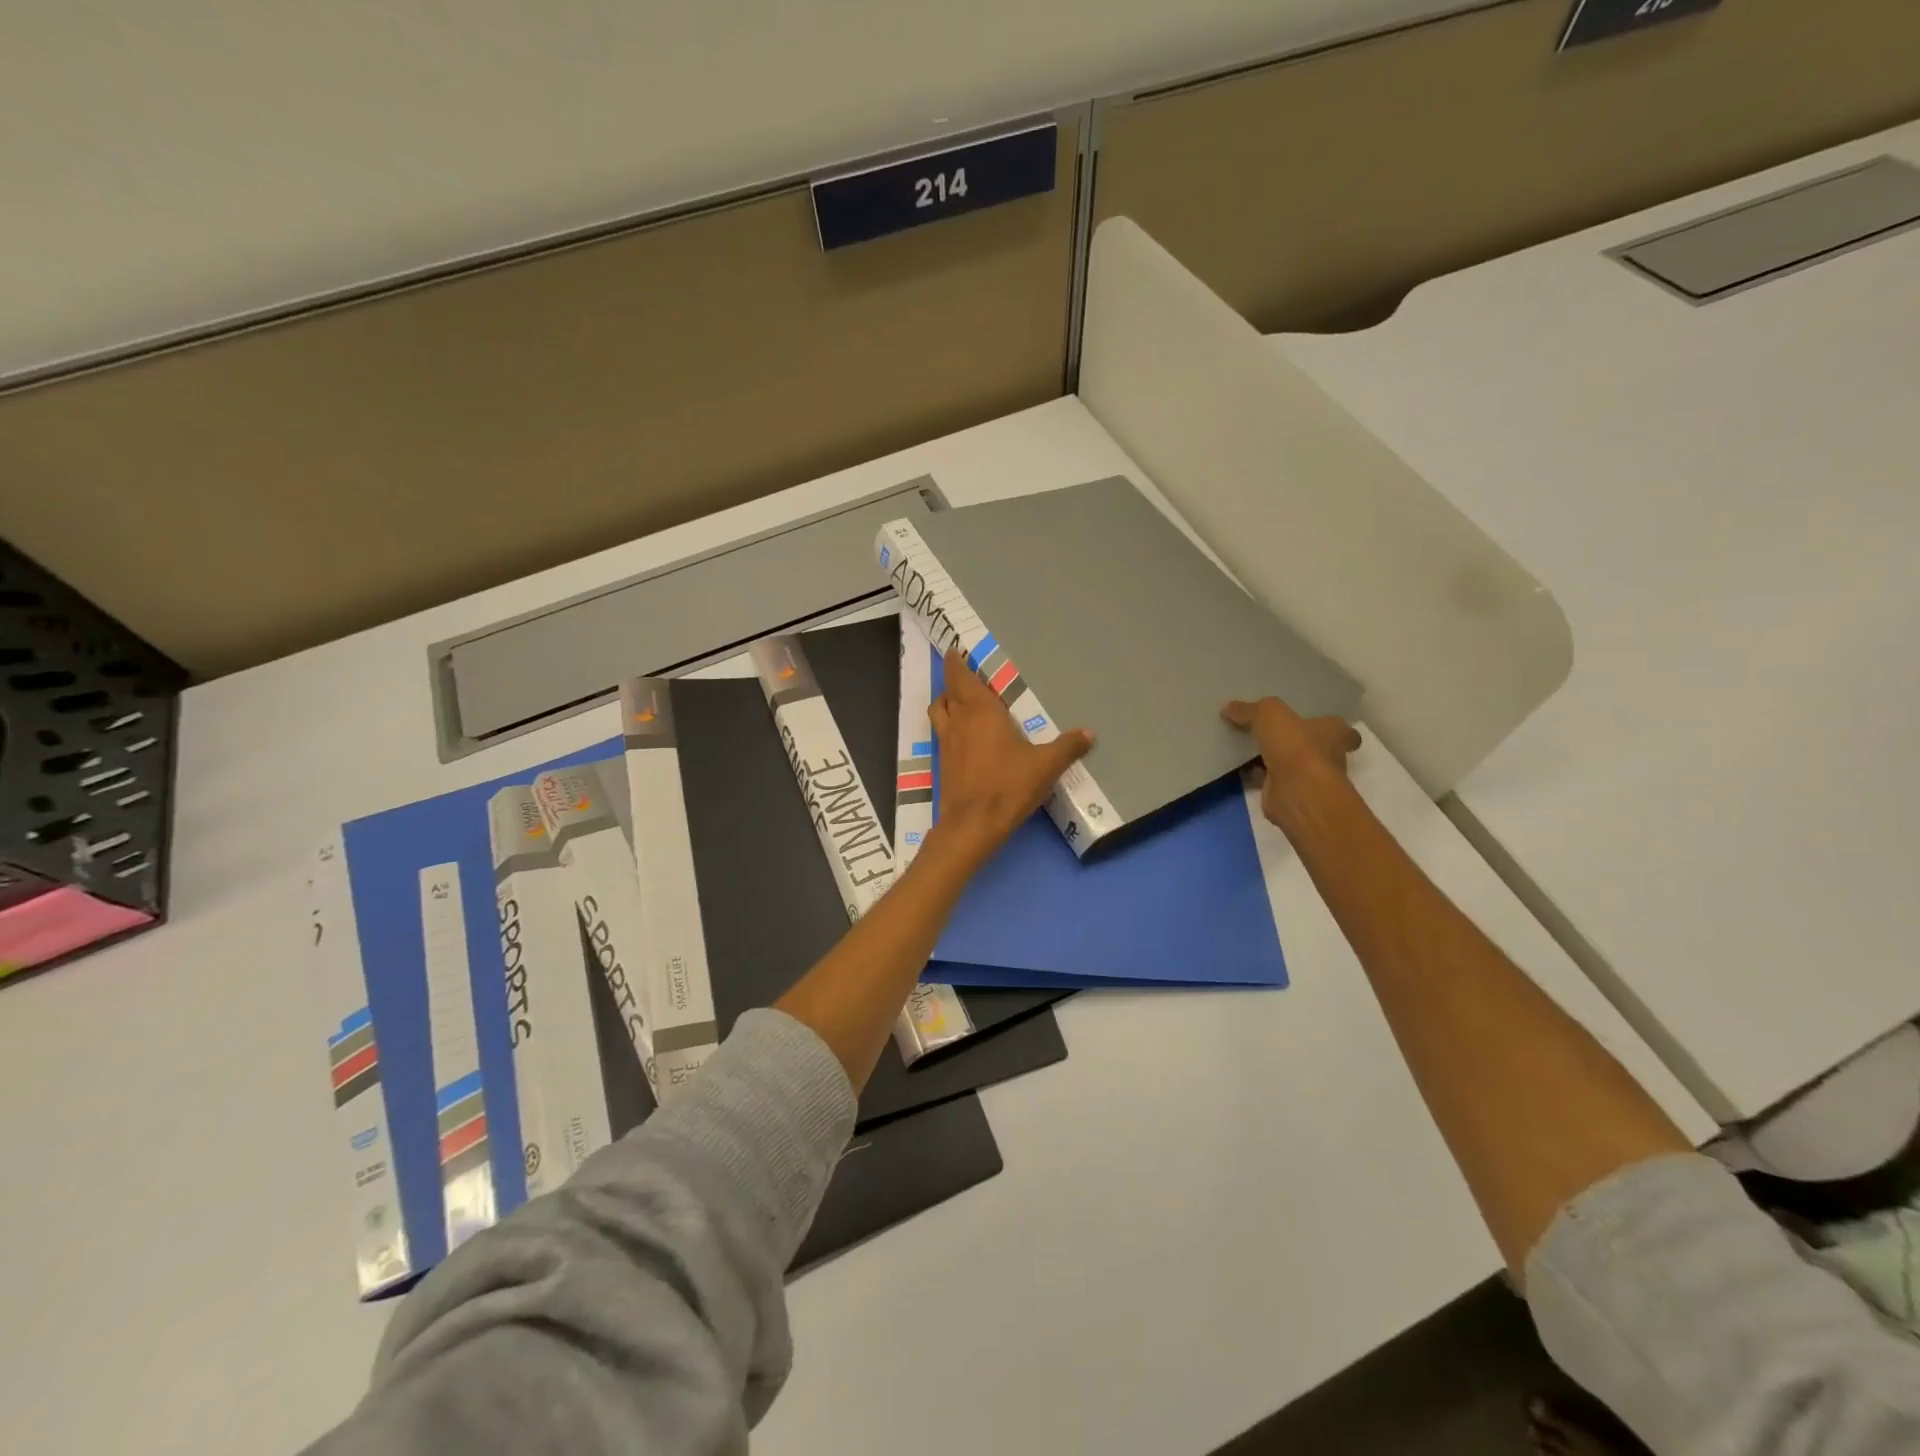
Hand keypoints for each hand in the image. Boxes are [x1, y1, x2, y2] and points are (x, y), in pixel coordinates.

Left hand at [930, 649, 1092, 857]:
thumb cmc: (1008, 786)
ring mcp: (947, 743)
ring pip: (939, 712)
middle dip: (953, 680)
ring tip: (959, 701)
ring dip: (945, 702)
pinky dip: (948, 726)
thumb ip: (1067, 747)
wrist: (973, 824)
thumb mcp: (1046, 766)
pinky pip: (942, 734)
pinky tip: (963, 736)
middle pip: (948, 692)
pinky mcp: (943, 765)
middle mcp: (959, 722)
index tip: (955, 652)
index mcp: (981, 712)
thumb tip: (1089, 733)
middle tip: (963, 674)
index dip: (956, 664)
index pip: (962, 678)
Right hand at [1222, 696, 1360, 826]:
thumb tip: (1227, 707)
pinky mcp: (1289, 794)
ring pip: (1289, 764)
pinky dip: (1257, 776)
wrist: (1296, 792)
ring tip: (1245, 748)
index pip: (1339, 728)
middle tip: (1268, 732)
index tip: (1309, 722)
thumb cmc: (1296, 746)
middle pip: (1311, 746)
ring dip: (1272, 760)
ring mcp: (1309, 778)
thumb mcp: (1269, 714)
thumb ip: (1250, 709)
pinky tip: (1238, 768)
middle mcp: (1328, 756)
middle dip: (1293, 742)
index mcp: (1335, 733)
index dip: (1325, 724)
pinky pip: (1270, 780)